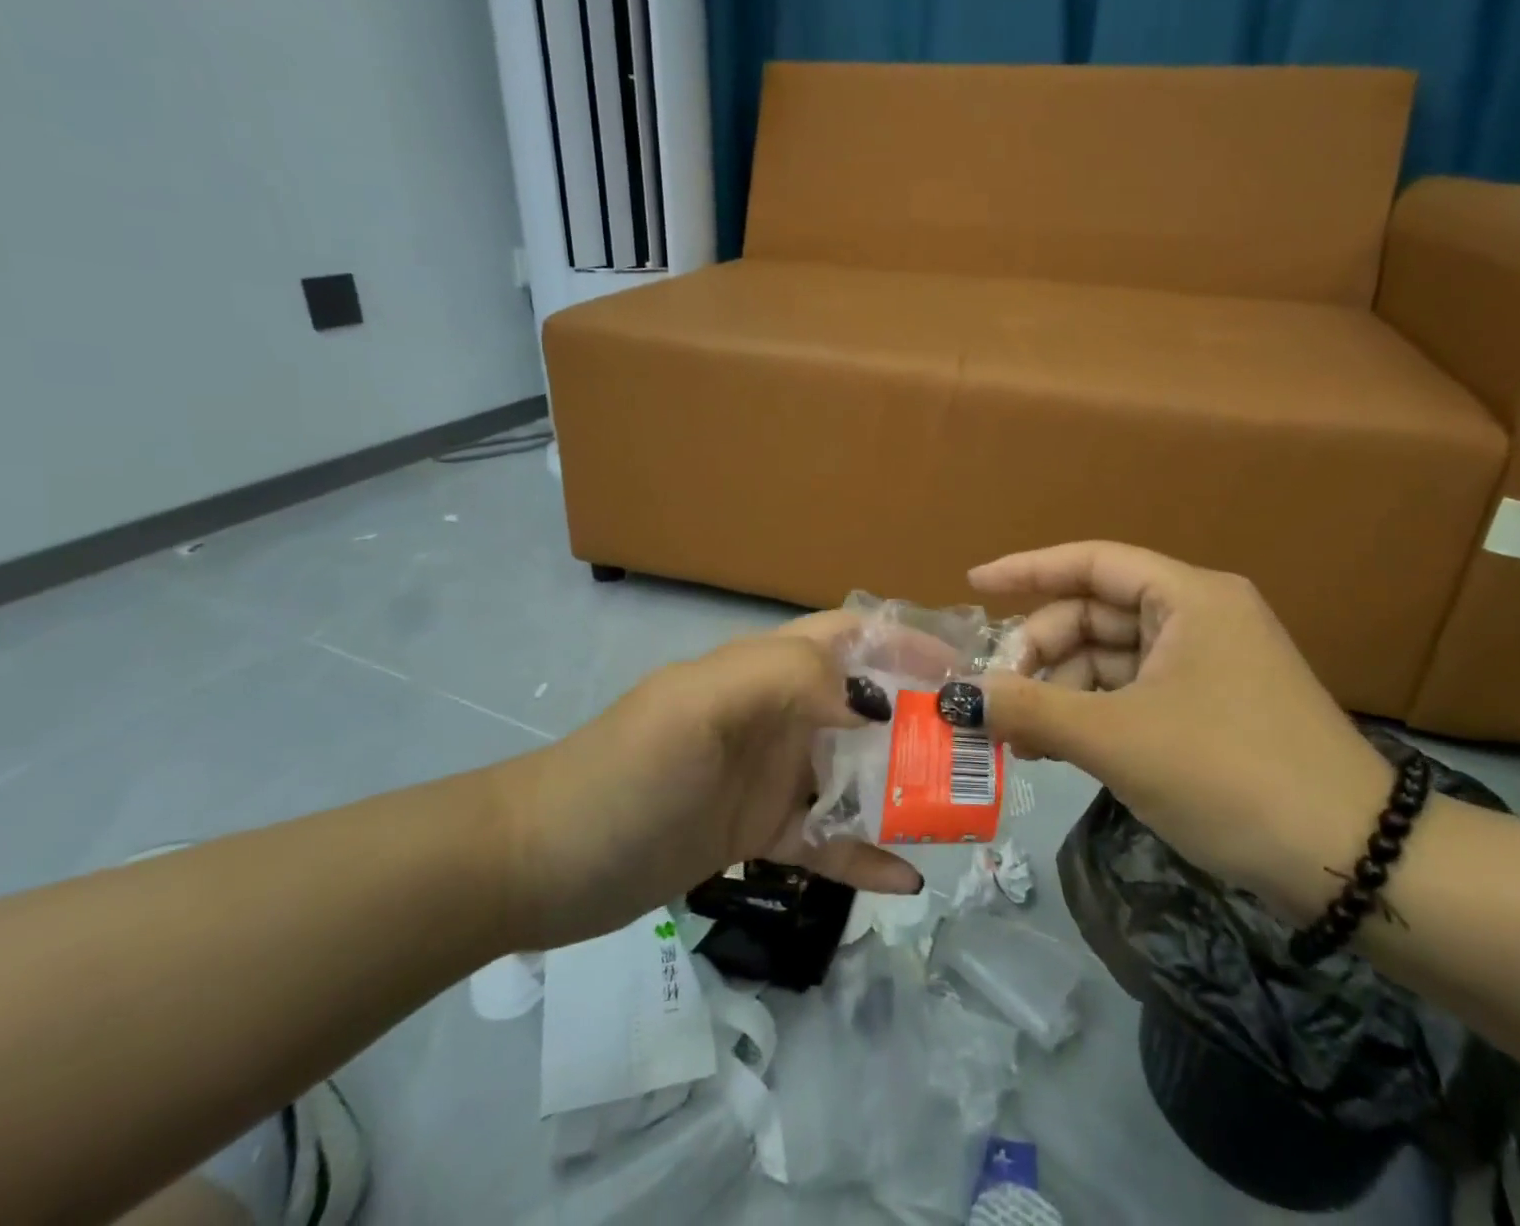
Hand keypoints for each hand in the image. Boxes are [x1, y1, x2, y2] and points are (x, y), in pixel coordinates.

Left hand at [489, 613, 922, 948]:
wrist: (539, 865)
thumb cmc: (624, 773)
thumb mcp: (701, 706)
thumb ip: (788, 678)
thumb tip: (876, 699)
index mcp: (765, 671)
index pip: (850, 638)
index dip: (906, 644)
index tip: (963, 672)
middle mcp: (777, 715)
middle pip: (865, 708)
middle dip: (921, 723)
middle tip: (981, 755)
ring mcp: (770, 776)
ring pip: (854, 775)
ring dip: (903, 791)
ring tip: (961, 818)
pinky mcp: (758, 832)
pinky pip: (825, 840)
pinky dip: (864, 855)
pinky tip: (906, 880)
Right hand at [964, 541, 1392, 919]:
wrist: (1354, 866)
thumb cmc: (1230, 775)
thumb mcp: (1118, 739)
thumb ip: (1032, 709)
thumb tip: (958, 696)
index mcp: (1188, 597)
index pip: (1092, 562)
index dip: (1027, 569)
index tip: (974, 584)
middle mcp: (1199, 617)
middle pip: (1096, 615)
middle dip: (1041, 653)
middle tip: (995, 697)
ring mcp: (1207, 665)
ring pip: (1110, 660)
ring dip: (1061, 692)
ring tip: (1016, 737)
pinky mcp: (1210, 710)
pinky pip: (1131, 695)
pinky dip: (1090, 715)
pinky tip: (1052, 748)